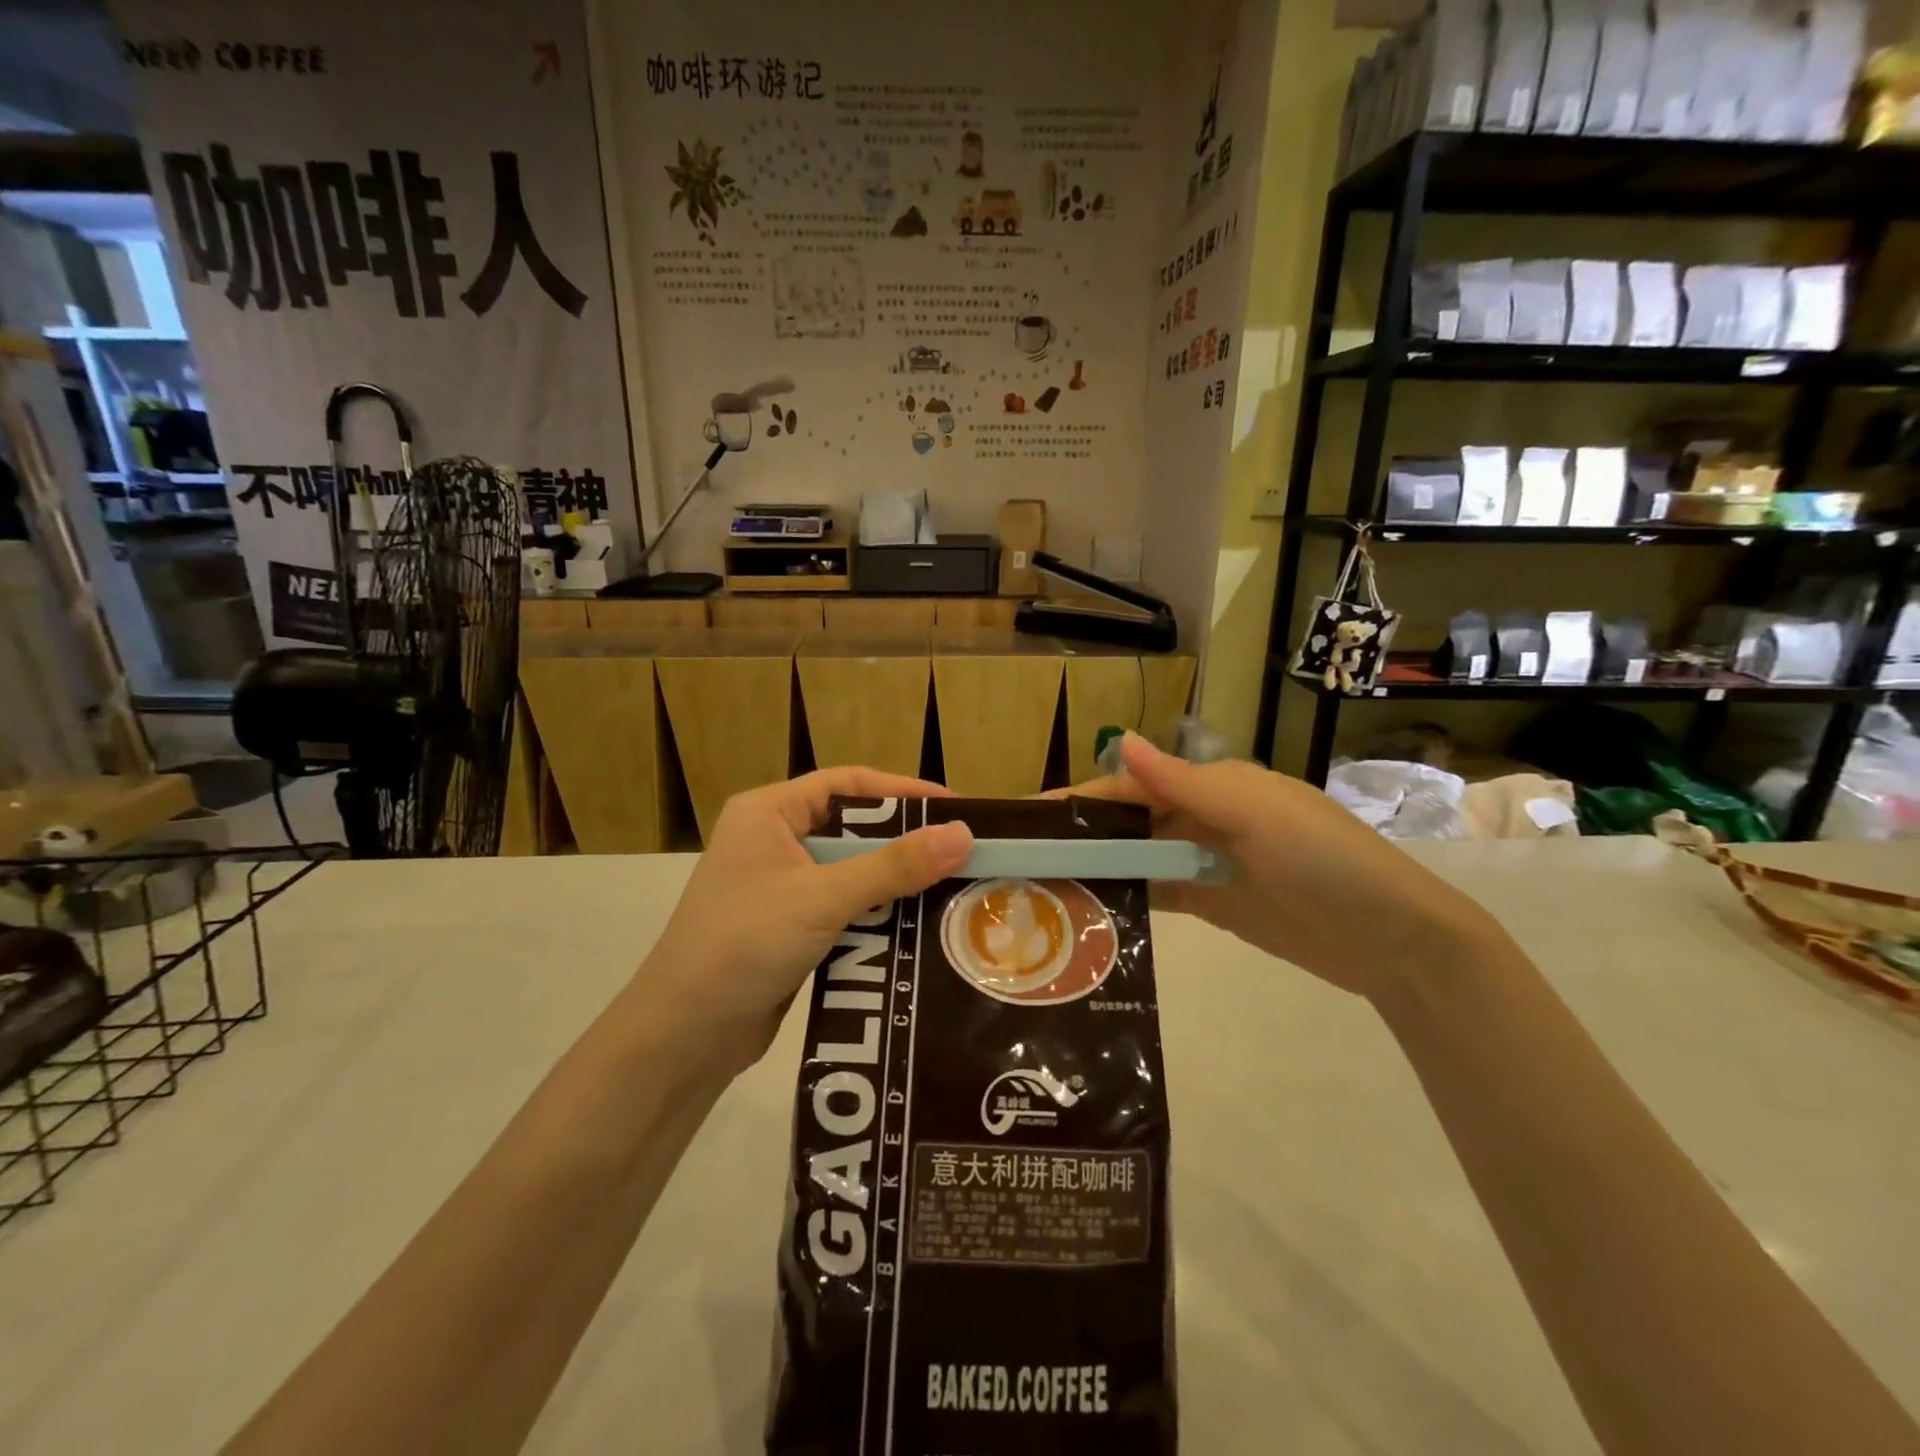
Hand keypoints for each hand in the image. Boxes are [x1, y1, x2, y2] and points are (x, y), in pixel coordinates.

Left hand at [639, 768, 972, 1070]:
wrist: (682, 1036)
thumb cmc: (744, 944)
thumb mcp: (823, 897)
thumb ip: (894, 866)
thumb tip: (963, 834)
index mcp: (769, 812)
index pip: (848, 784)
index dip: (903, 791)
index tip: (956, 808)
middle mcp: (774, 840)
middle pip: (854, 828)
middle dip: (905, 842)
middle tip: (962, 853)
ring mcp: (780, 886)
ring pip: (852, 871)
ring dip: (895, 882)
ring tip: (953, 889)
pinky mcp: (788, 927)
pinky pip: (844, 908)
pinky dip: (877, 914)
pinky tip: (917, 927)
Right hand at [1069, 735, 1503, 999]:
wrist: (1391, 939)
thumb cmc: (1322, 859)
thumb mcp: (1252, 812)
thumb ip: (1181, 782)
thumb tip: (1118, 737)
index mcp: (1213, 784)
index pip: (1133, 784)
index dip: (1083, 797)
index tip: (1032, 816)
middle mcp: (1205, 817)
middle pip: (1131, 820)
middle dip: (1084, 833)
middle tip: (1026, 858)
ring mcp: (1208, 862)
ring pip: (1141, 856)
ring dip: (1101, 866)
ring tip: (1046, 886)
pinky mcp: (1214, 903)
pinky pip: (1160, 893)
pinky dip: (1128, 896)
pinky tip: (1093, 909)